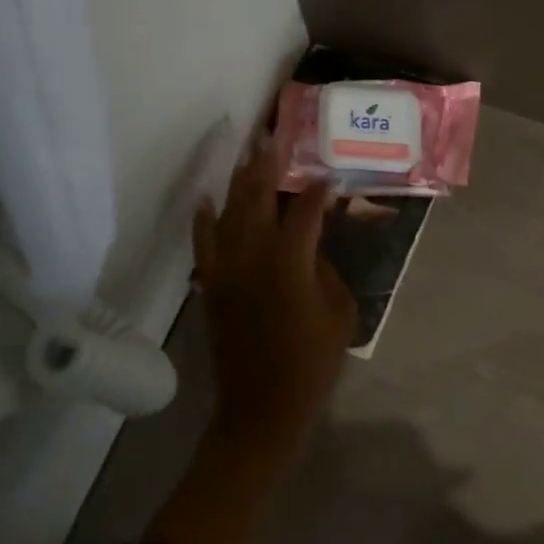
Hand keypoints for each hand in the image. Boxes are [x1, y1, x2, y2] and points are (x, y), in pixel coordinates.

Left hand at [192, 134, 355, 461]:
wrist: (263, 406)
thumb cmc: (312, 362)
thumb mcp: (339, 311)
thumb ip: (325, 268)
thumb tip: (313, 243)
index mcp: (291, 261)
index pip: (305, 210)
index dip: (319, 190)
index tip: (329, 175)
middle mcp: (254, 254)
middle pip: (258, 197)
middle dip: (266, 165)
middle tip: (270, 137)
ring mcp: (227, 268)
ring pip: (230, 212)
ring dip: (238, 182)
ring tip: (246, 154)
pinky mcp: (212, 284)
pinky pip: (204, 243)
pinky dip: (204, 219)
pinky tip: (206, 198)